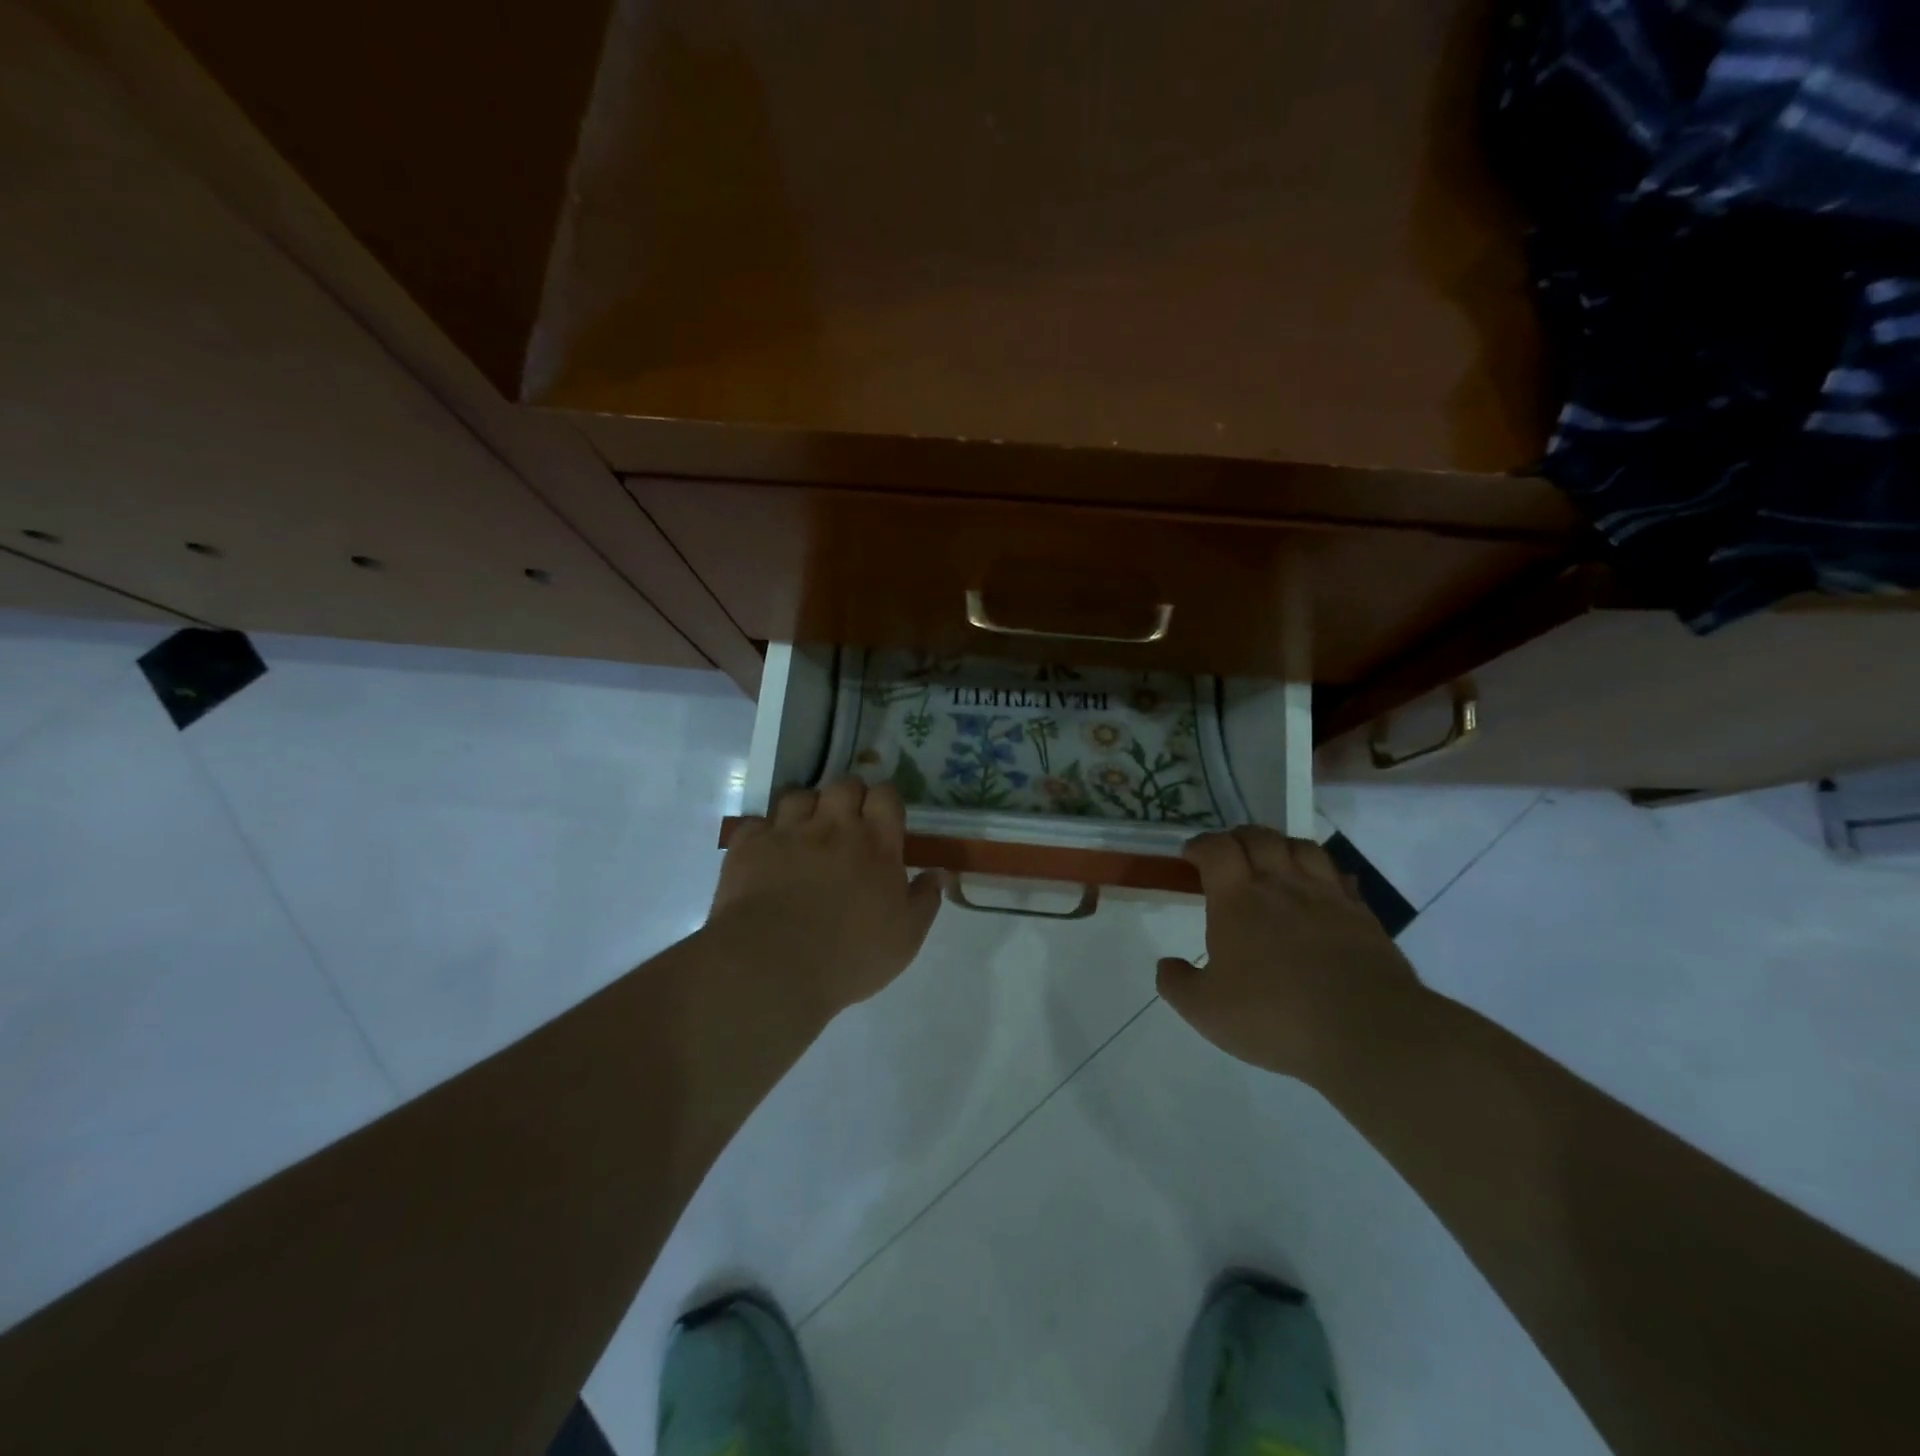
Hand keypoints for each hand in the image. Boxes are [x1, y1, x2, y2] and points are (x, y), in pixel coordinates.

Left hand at [705, 778, 942, 1022]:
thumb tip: (939, 873)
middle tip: (847, 822)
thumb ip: (924, 900)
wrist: (773, 967)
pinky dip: (764, 833)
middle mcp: (833, 827)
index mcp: (876, 844)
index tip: (883, 818)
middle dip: (848, 796)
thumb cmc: (850, 956)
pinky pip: (757, 822)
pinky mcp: (748, 846)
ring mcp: (788, 832)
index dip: (885, 800)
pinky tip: (767, 851)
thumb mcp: (905, 938)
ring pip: (799, 795)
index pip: (886, 796)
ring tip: (805, 832)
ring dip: (806, 808)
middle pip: (844, 785)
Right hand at [1157, 827, 1425, 1084]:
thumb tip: (1166, 965)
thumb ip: (1178, 984)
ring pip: (1302, 847)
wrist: (1366, 1032)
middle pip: (1259, 836)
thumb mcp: (1206, 1010)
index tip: (1191, 856)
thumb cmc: (1274, 1016)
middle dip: (1238, 837)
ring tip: (1273, 863)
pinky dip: (1324, 876)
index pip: (1216, 848)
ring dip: (1281, 846)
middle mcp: (1281, 884)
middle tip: (1229, 854)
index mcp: (1237, 898)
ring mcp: (1326, 896)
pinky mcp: (1362, 915)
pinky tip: (1321, 892)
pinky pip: (1340, 878)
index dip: (1201, 845)